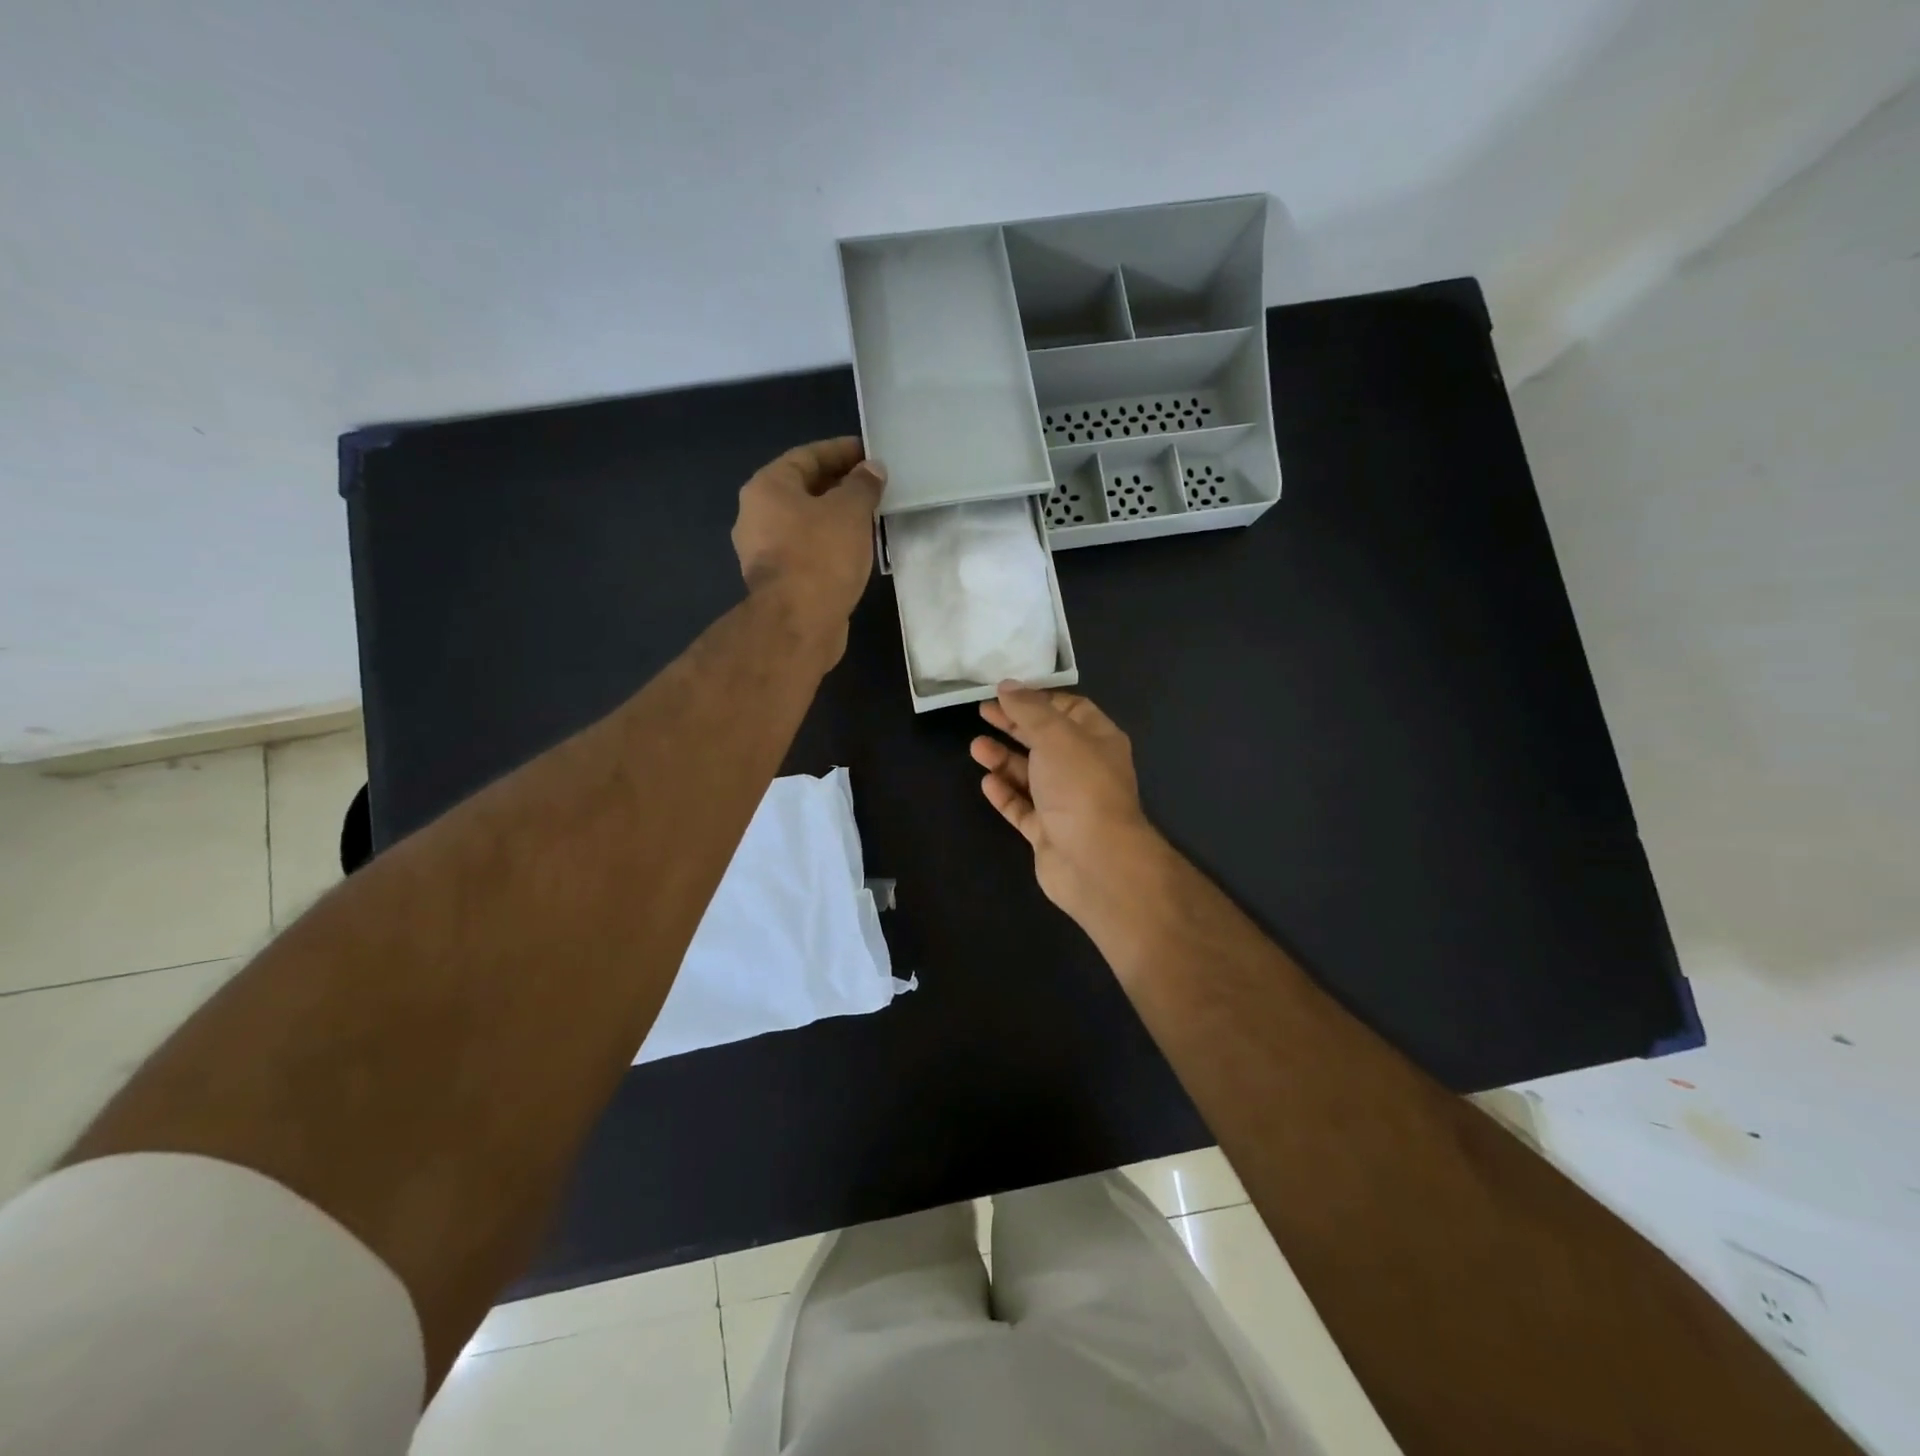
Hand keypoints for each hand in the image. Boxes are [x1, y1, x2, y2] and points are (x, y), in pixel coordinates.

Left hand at [732, 437, 885, 663]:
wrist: (798, 622)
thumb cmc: (821, 555)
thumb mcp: (850, 511)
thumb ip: (862, 485)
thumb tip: (871, 470)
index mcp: (767, 487)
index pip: (807, 456)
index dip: (841, 451)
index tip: (869, 454)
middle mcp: (756, 515)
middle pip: (802, 490)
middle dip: (838, 486)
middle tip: (873, 487)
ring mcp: (763, 552)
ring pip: (804, 523)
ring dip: (834, 518)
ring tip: (869, 518)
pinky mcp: (776, 582)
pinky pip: (806, 551)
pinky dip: (828, 545)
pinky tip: (853, 550)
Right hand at [969, 685, 1170, 937]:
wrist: (1095, 861)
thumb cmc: (1080, 786)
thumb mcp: (1055, 735)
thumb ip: (1029, 709)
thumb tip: (1007, 686)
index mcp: (1098, 740)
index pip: (1070, 709)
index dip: (1039, 698)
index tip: (1006, 691)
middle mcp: (1084, 769)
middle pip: (1046, 740)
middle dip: (1015, 725)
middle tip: (983, 711)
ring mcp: (1066, 804)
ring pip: (1031, 775)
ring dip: (1004, 759)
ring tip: (976, 747)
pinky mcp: (1048, 833)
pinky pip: (1023, 808)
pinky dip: (1006, 794)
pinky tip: (987, 782)